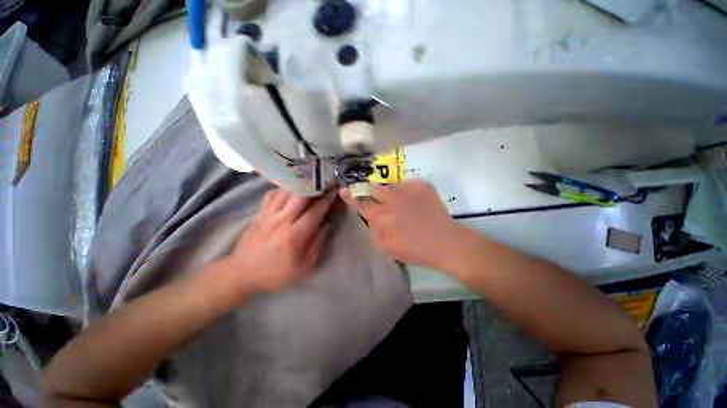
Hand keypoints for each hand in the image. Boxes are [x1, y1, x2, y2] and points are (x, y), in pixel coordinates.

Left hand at [220, 188, 337, 294]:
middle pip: (300, 195)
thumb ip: (317, 245)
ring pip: (286, 192)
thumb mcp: (303, 267)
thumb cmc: (276, 273)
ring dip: (300, 185)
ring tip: (310, 183)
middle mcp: (281, 221)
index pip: (315, 211)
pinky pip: (271, 194)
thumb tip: (327, 225)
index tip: (335, 190)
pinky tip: (290, 192)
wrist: (242, 273)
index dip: (327, 199)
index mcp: (294, 236)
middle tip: (325, 182)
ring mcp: (268, 215)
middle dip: (315, 186)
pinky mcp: (260, 213)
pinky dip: (283, 189)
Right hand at [340, 181, 467, 269]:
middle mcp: (392, 199)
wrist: (444, 242)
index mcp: (382, 216)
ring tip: (401, 204)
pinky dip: (406, 192)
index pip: (360, 204)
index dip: (350, 197)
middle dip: (372, 193)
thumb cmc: (414, 249)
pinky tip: (414, 202)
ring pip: (391, 185)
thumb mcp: (386, 248)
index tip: (344, 190)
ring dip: (390, 193)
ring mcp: (408, 190)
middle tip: (380, 200)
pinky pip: (407, 184)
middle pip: (373, 189)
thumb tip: (370, 218)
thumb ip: (373, 231)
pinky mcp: (422, 186)